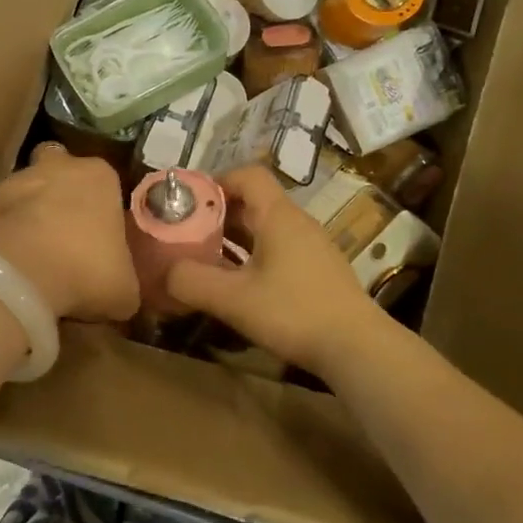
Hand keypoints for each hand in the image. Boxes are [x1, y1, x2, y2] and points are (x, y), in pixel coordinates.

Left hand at [0, 142, 139, 322]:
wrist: (19, 274)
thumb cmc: (87, 269)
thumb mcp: (124, 289)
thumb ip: (124, 281)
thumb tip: (120, 294)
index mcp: (100, 176)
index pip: (105, 180)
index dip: (102, 205)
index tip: (101, 233)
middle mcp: (57, 167)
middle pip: (58, 168)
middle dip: (60, 193)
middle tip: (66, 232)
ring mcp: (15, 182)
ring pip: (25, 191)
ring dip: (28, 215)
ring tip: (35, 256)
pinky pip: (0, 220)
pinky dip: (5, 237)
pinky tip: (12, 266)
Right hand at [165, 166, 386, 370]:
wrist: (357, 348)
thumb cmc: (293, 313)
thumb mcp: (233, 299)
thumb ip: (192, 281)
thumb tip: (165, 272)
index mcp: (278, 216)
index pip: (248, 175)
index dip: (216, 181)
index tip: (189, 203)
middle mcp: (297, 222)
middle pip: (254, 201)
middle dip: (217, 214)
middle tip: (187, 234)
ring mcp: (312, 247)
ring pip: (265, 228)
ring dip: (234, 238)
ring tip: (205, 259)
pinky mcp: (318, 270)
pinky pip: (278, 249)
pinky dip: (253, 256)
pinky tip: (238, 284)